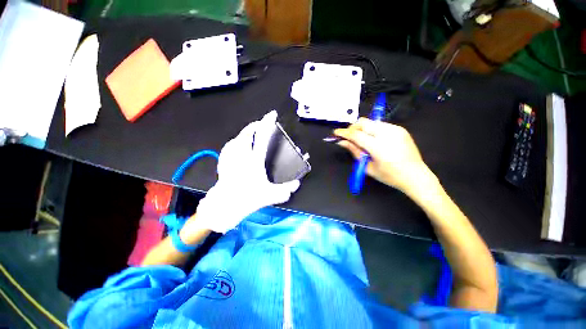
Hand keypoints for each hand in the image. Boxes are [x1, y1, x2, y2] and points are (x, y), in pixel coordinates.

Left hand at [192, 110, 300, 233]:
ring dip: (245, 133)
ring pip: (237, 138)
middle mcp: (242, 155)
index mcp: (254, 160)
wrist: (224, 206)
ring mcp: (231, 158)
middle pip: (247, 133)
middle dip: (255, 125)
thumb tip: (297, 184)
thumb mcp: (271, 195)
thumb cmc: (248, 199)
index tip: (272, 114)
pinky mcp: (224, 162)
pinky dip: (235, 141)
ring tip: (251, 132)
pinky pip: (229, 146)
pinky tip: (237, 144)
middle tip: (262, 124)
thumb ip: (287, 189)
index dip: (267, 123)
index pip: (262, 136)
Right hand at [334, 118, 431, 193]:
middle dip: (353, 128)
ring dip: (362, 128)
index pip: (356, 134)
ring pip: (371, 122)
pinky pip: (380, 125)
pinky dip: (372, 130)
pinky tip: (374, 140)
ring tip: (362, 140)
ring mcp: (395, 130)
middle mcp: (387, 134)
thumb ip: (354, 152)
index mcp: (378, 147)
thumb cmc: (390, 176)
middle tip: (349, 137)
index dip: (344, 133)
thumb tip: (342, 142)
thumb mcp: (368, 167)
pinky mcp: (400, 129)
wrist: (416, 176)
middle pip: (363, 122)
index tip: (336, 132)